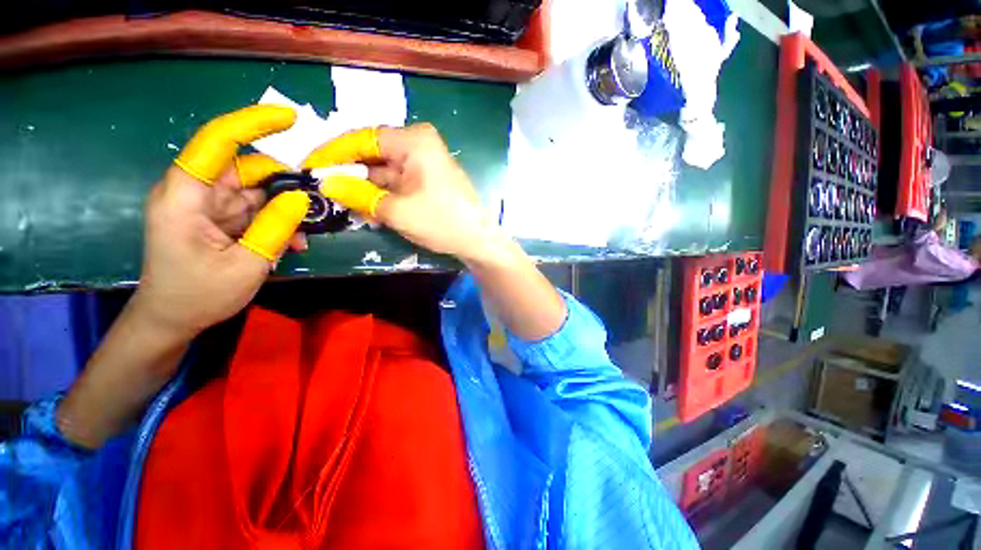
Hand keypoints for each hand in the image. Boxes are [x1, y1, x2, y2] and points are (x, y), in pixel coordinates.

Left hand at [135, 105, 309, 339]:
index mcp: (185, 196)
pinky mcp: (218, 219)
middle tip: (319, 198)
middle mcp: (195, 193)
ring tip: (302, 237)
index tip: (292, 119)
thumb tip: (303, 198)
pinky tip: (290, 244)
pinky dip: (276, 224)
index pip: (216, 142)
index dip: (253, 124)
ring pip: (256, 193)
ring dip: (284, 211)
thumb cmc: (198, 295)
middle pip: (246, 169)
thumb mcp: (246, 264)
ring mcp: (207, 206)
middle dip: (285, 183)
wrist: (172, 320)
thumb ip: (275, 228)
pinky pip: (255, 211)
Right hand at [302, 124, 503, 262]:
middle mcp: (420, 146)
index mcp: (413, 140)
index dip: (334, 153)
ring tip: (341, 204)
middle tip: (323, 190)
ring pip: (385, 172)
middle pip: (374, 155)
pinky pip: (399, 184)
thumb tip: (326, 184)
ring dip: (366, 189)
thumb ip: (358, 194)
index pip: (363, 139)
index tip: (310, 167)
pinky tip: (367, 209)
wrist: (478, 241)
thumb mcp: (396, 209)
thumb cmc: (441, 221)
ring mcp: (426, 165)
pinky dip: (383, 196)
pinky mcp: (429, 182)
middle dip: (350, 174)